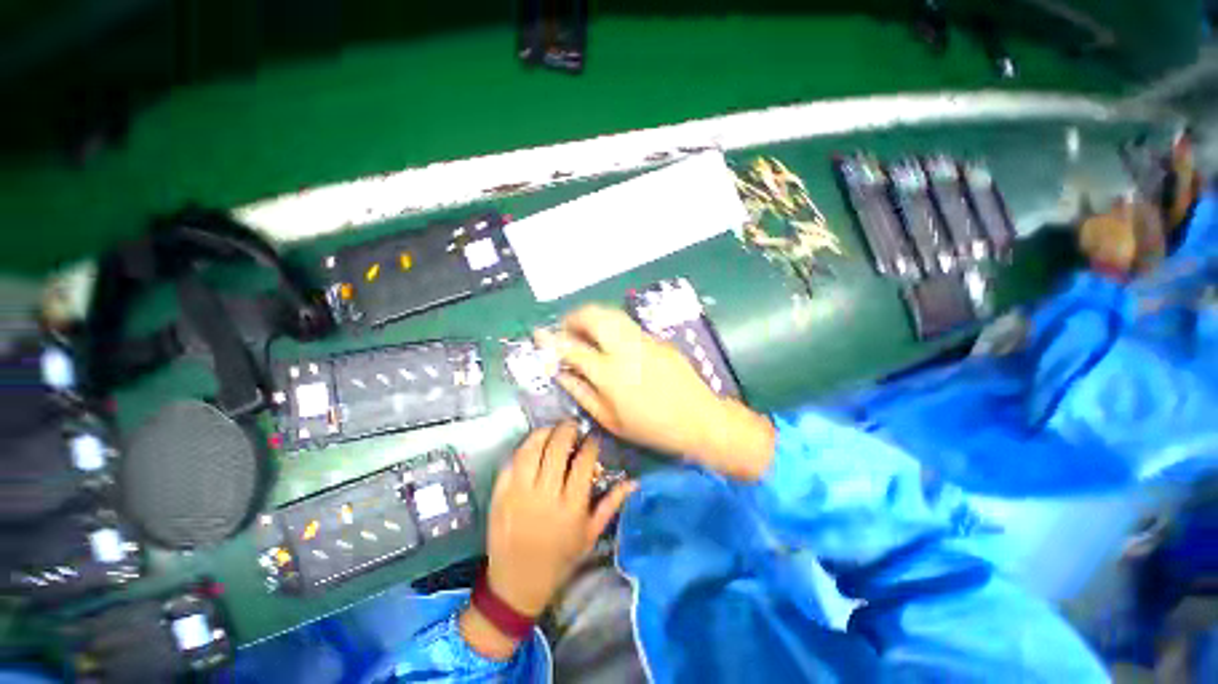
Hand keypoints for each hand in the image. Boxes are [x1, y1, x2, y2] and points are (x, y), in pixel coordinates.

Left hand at [462, 421, 635, 658]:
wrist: (517, 583)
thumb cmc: (560, 559)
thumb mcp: (591, 534)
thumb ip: (611, 504)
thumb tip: (634, 482)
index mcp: (571, 507)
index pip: (583, 462)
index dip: (590, 443)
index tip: (592, 438)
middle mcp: (545, 496)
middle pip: (557, 448)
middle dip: (568, 430)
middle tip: (573, 426)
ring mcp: (519, 493)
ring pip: (532, 449)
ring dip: (544, 433)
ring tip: (553, 430)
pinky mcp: (500, 495)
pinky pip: (511, 462)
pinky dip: (524, 448)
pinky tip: (532, 445)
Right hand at [538, 305, 775, 479]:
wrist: (699, 418)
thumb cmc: (652, 427)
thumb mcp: (610, 419)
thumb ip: (582, 392)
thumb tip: (561, 373)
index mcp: (609, 374)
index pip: (572, 348)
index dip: (552, 340)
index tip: (539, 335)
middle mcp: (625, 349)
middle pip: (593, 316)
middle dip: (574, 316)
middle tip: (566, 329)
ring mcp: (643, 340)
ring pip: (611, 313)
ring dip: (592, 316)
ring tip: (585, 330)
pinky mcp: (657, 339)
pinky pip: (627, 325)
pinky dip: (611, 325)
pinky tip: (611, 341)